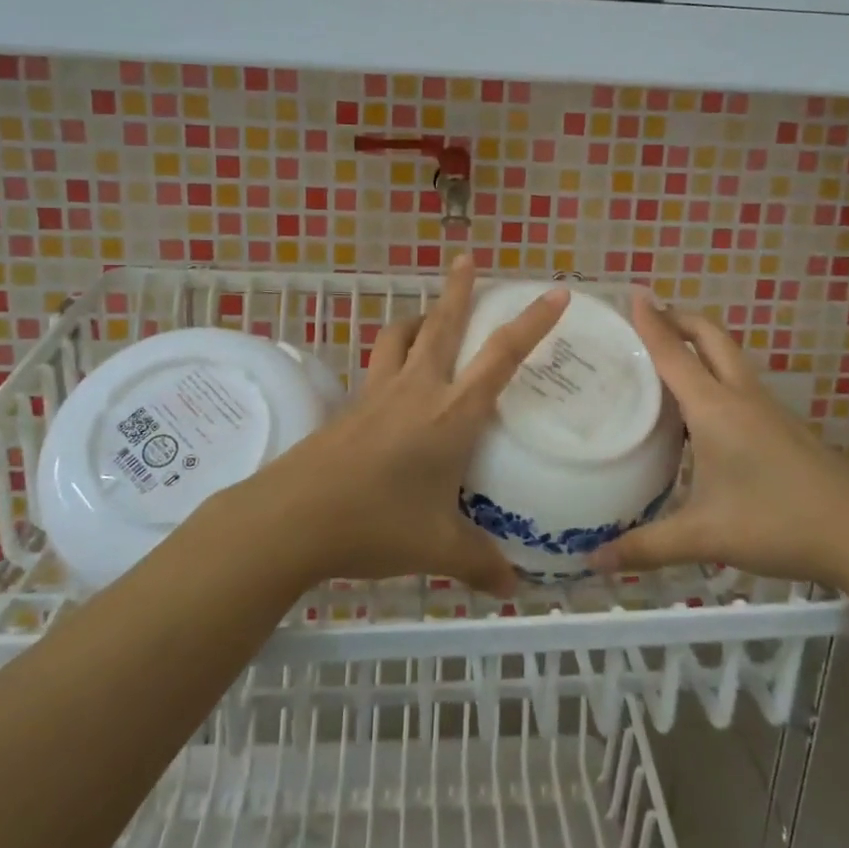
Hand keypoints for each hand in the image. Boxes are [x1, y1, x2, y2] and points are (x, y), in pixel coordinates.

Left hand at [247, 256, 567, 595]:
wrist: (293, 518)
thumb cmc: (376, 523)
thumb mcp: (437, 547)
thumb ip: (480, 564)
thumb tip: (513, 590)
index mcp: (451, 413)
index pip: (501, 356)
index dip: (532, 322)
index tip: (555, 293)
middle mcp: (417, 390)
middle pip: (442, 324)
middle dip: (459, 289)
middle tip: (467, 258)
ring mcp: (378, 394)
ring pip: (400, 337)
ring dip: (418, 318)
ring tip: (430, 316)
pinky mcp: (350, 407)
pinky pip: (377, 367)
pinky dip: (392, 357)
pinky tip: (393, 381)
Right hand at [589, 294, 848, 585]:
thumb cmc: (778, 522)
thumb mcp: (705, 537)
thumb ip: (647, 547)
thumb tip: (595, 563)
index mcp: (715, 409)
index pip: (674, 353)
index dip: (651, 322)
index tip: (633, 293)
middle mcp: (741, 397)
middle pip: (710, 337)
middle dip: (680, 319)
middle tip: (648, 319)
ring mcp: (768, 410)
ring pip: (729, 359)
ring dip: (700, 346)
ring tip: (667, 361)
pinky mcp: (784, 427)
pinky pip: (741, 384)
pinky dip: (715, 375)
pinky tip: (704, 411)